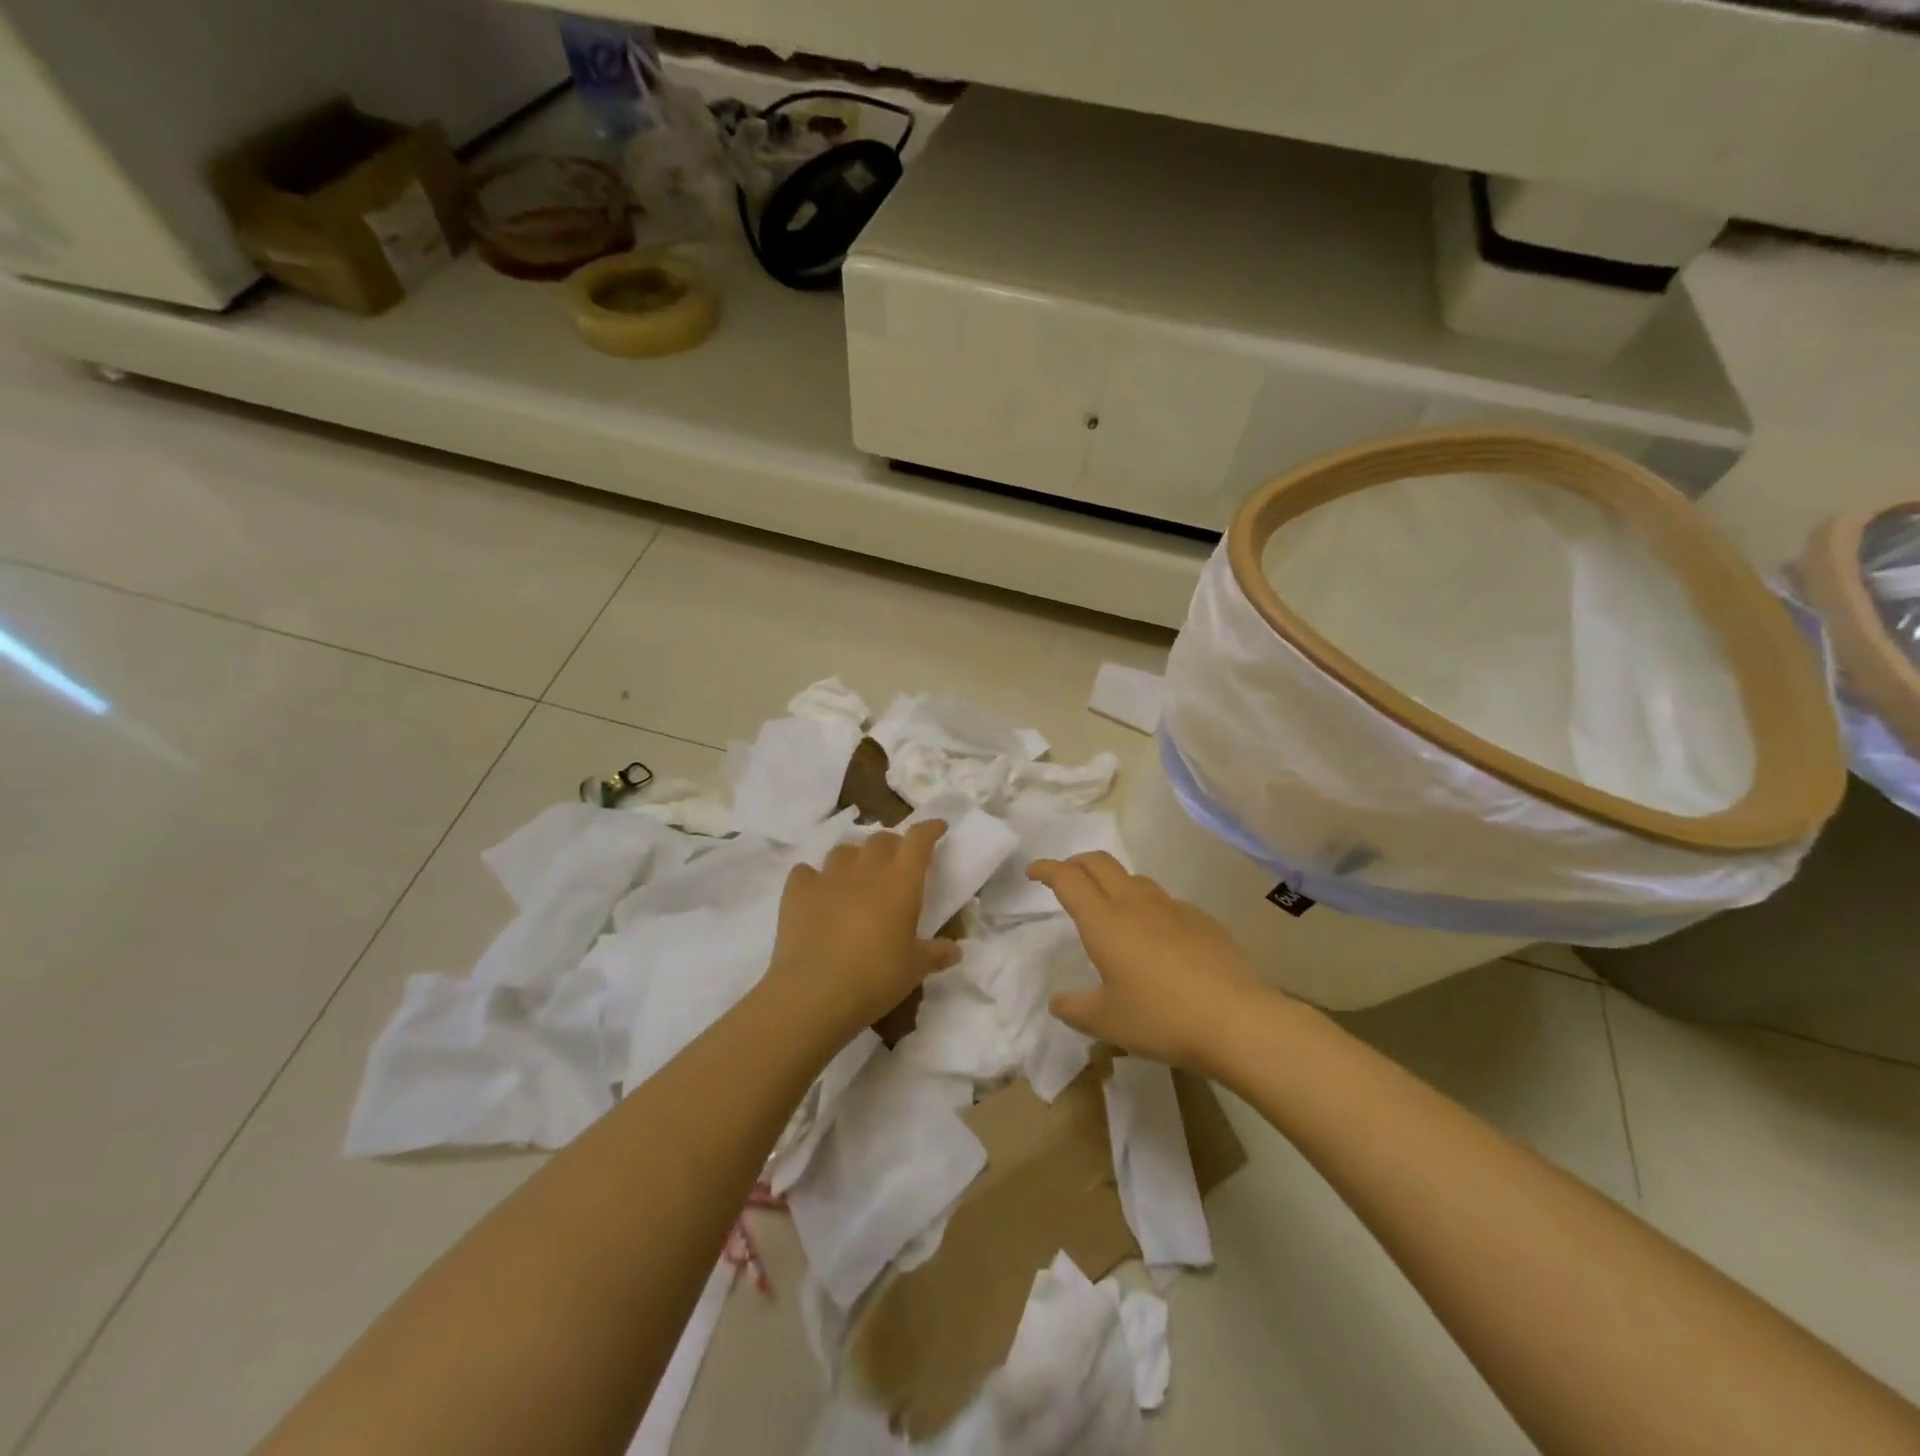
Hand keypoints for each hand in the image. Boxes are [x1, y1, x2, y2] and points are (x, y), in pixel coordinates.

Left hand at [765, 820, 959, 1041]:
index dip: (929, 829)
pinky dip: (814, 878)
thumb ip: (936, 954)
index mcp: (900, 880)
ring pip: (844, 851)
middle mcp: (866, 868)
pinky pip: (806, 872)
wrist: (814, 992)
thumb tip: (956, 951)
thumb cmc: (876, 977)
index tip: (938, 828)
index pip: (918, 839)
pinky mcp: (797, 891)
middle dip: (893, 846)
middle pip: (881, 839)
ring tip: (857, 878)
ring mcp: (828, 877)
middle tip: (897, 864)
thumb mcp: (915, 969)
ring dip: (855, 859)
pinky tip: (817, 894)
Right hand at [1028, 852, 1266, 1073]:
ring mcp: (1172, 907)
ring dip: (1113, 883)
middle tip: (1065, 878)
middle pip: (1099, 863)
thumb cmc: (1161, 1018)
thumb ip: (1075, 1008)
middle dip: (1076, 863)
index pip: (1068, 879)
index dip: (1047, 869)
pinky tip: (1157, 939)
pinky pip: (1165, 902)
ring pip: (1134, 879)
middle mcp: (1135, 903)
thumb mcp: (1107, 1022)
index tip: (1033, 872)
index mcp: (1104, 921)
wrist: (1237, 1020)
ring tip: (1110, 909)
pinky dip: (1148, 908)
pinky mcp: (1202, 919)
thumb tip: (1058, 1002)